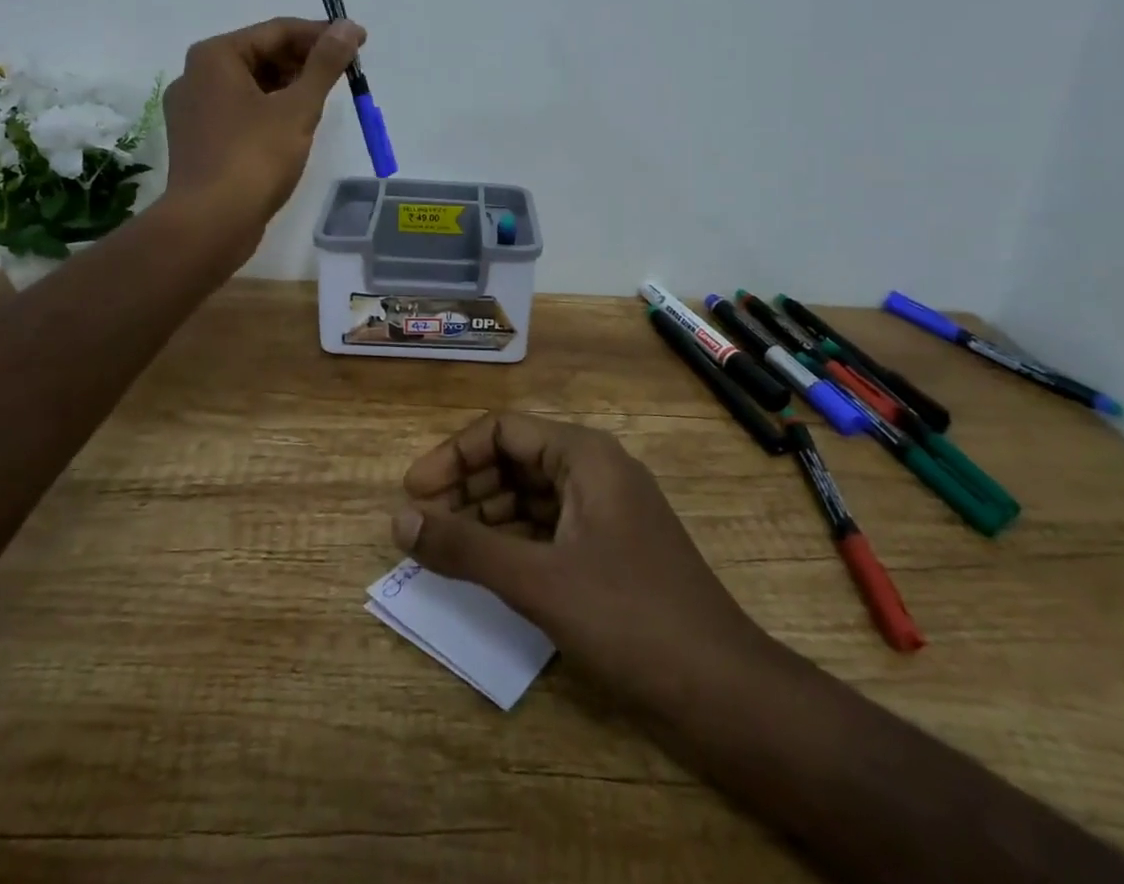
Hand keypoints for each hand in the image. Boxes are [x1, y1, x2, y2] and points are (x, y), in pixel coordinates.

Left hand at [162, 16, 363, 257]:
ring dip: (290, 86)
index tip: (359, 42)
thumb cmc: (254, 157)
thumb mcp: (298, 107)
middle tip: (346, 72)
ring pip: (252, 84)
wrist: (209, 223)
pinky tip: (296, 124)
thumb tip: (348, 26)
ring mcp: (193, 109)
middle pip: (262, 54)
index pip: (277, 30)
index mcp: (215, 56)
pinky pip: (241, 110)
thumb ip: (325, 64)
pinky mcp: (199, 139)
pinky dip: (271, 109)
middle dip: (306, 60)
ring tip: (325, 97)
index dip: (322, 34)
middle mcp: (196, 75)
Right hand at [393, 412, 763, 718]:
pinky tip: (486, 568)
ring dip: (486, 515)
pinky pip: (549, 527)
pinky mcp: (611, 550)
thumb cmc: (629, 619)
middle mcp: (596, 470)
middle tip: (422, 524)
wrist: (724, 693)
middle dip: (466, 486)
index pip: (502, 430)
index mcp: (585, 455)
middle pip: (516, 459)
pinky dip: (513, 540)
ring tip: (444, 548)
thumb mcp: (538, 581)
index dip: (452, 456)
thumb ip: (465, 548)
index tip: (413, 493)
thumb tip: (399, 520)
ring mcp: (606, 511)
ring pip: (531, 495)